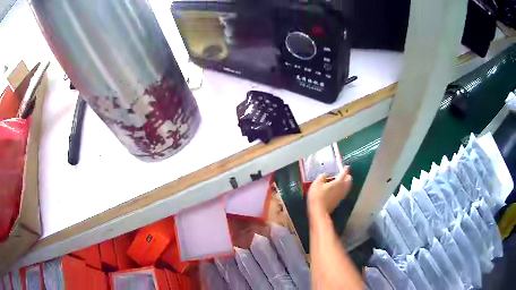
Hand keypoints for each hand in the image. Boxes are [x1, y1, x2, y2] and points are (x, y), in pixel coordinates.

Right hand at [307, 166, 351, 215]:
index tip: (346, 166)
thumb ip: (323, 176)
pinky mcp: (339, 200)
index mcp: (338, 182)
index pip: (344, 173)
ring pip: (348, 186)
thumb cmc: (317, 196)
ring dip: (346, 182)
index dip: (345, 168)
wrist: (319, 211)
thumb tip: (326, 174)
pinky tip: (337, 188)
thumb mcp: (317, 183)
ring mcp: (342, 195)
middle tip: (342, 173)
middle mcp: (343, 188)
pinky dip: (343, 187)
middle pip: (349, 180)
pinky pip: (344, 191)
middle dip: (347, 175)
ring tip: (340, 180)